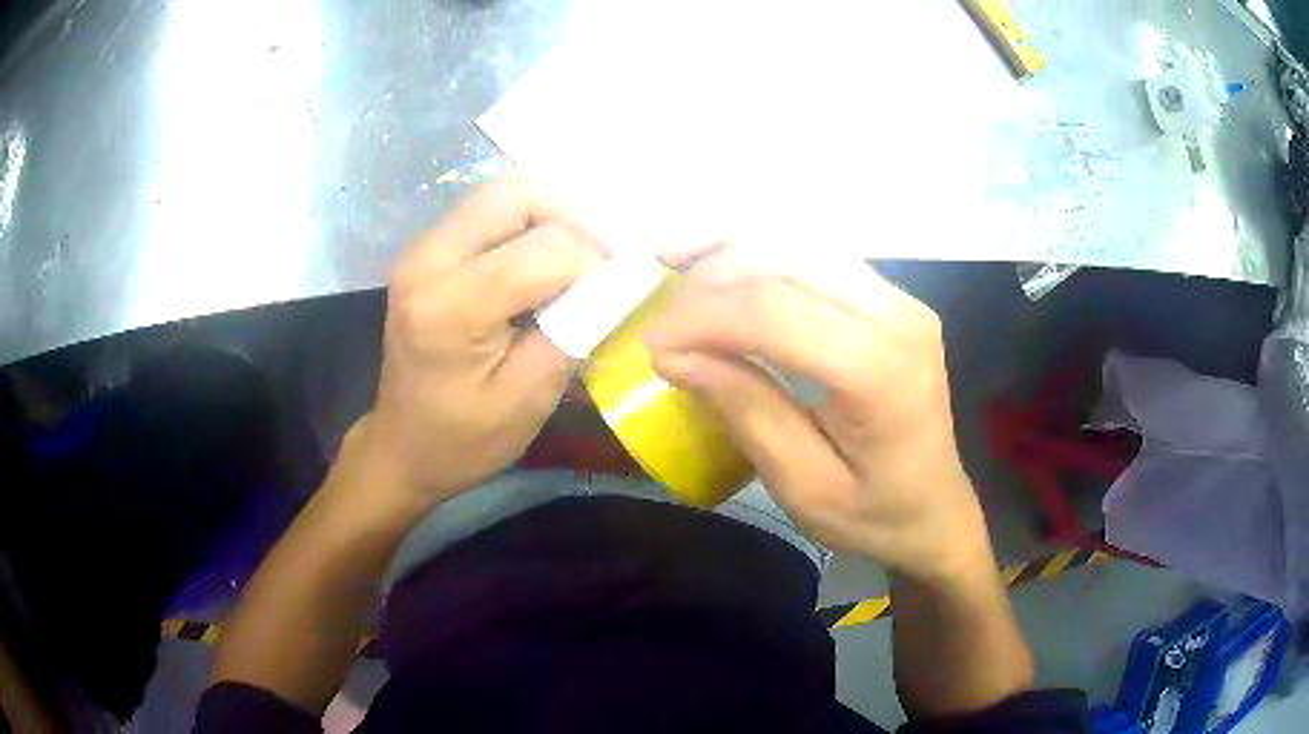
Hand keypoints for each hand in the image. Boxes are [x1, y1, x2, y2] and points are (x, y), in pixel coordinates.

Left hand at [357, 175, 605, 507]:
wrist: (403, 447)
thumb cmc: (464, 439)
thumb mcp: (529, 398)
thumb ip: (575, 328)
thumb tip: (613, 277)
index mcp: (449, 305)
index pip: (545, 248)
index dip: (592, 264)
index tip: (607, 297)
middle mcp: (427, 259)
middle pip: (517, 193)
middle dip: (573, 218)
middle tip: (598, 260)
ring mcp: (421, 250)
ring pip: (502, 193)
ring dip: (550, 217)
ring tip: (573, 262)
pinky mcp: (426, 252)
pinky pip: (487, 212)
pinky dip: (527, 225)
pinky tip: (540, 265)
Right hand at [645, 247, 990, 583]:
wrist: (937, 510)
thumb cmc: (875, 515)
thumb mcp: (803, 487)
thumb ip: (746, 411)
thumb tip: (675, 355)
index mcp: (880, 372)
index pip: (774, 311)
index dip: (702, 316)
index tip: (651, 343)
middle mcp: (896, 316)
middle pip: (784, 262)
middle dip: (709, 277)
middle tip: (661, 314)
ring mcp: (899, 299)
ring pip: (798, 243)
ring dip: (730, 246)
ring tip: (672, 255)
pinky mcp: (891, 298)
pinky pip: (816, 255)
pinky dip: (762, 252)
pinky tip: (722, 258)